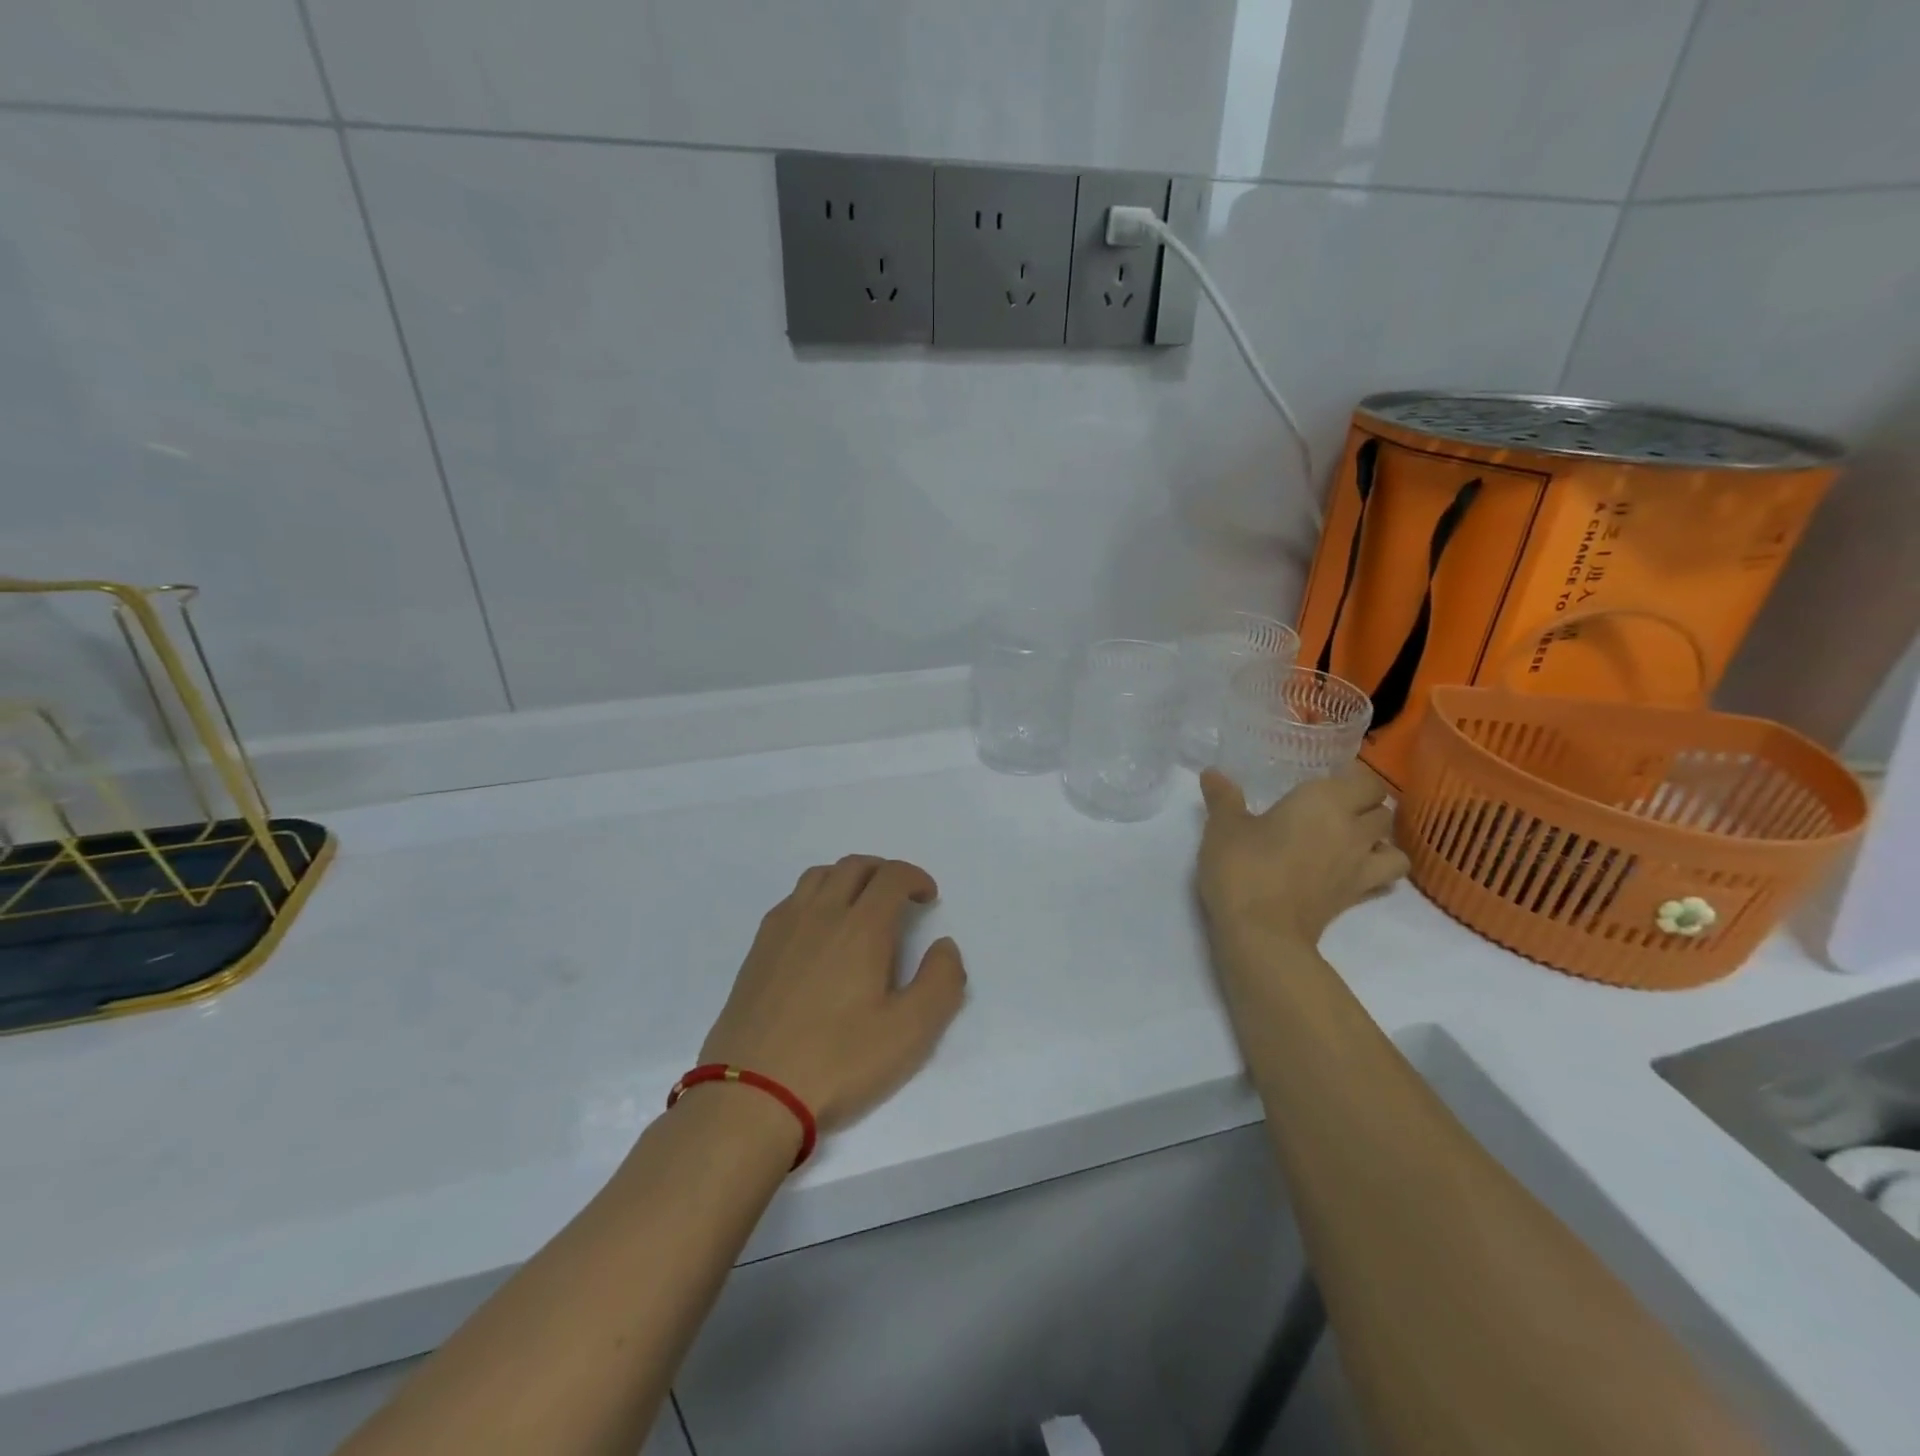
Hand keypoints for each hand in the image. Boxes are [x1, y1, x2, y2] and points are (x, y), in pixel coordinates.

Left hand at [698, 856, 966, 1133]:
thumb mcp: (910, 1032)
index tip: (927, 897)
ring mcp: (783, 928)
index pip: (891, 876)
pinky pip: (792, 900)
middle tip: (900, 897)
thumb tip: (944, 945)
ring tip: (860, 907)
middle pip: (854, 866)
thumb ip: (941, 982)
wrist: (752, 1094)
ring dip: (848, 878)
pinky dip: (816, 897)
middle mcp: (820, 914)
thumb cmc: (838, 1062)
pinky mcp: (758, 949)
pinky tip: (819, 933)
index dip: (915, 877)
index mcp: (861, 927)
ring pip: (819, 876)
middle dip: (884, 871)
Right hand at [1197, 763, 1409, 952]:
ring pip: (1394, 845)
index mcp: (1324, 801)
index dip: (1352, 779)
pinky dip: (1378, 872)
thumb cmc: (1243, 867)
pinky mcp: (1356, 897)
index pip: (1366, 780)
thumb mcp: (1223, 827)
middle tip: (1334, 808)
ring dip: (1380, 840)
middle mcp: (1352, 829)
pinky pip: (1386, 879)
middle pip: (1383, 810)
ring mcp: (1360, 866)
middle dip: (1366, 806)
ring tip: (1353, 840)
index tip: (1327, 781)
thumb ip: (1224, 798)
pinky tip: (1353, 871)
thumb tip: (1212, 773)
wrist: (1262, 931)